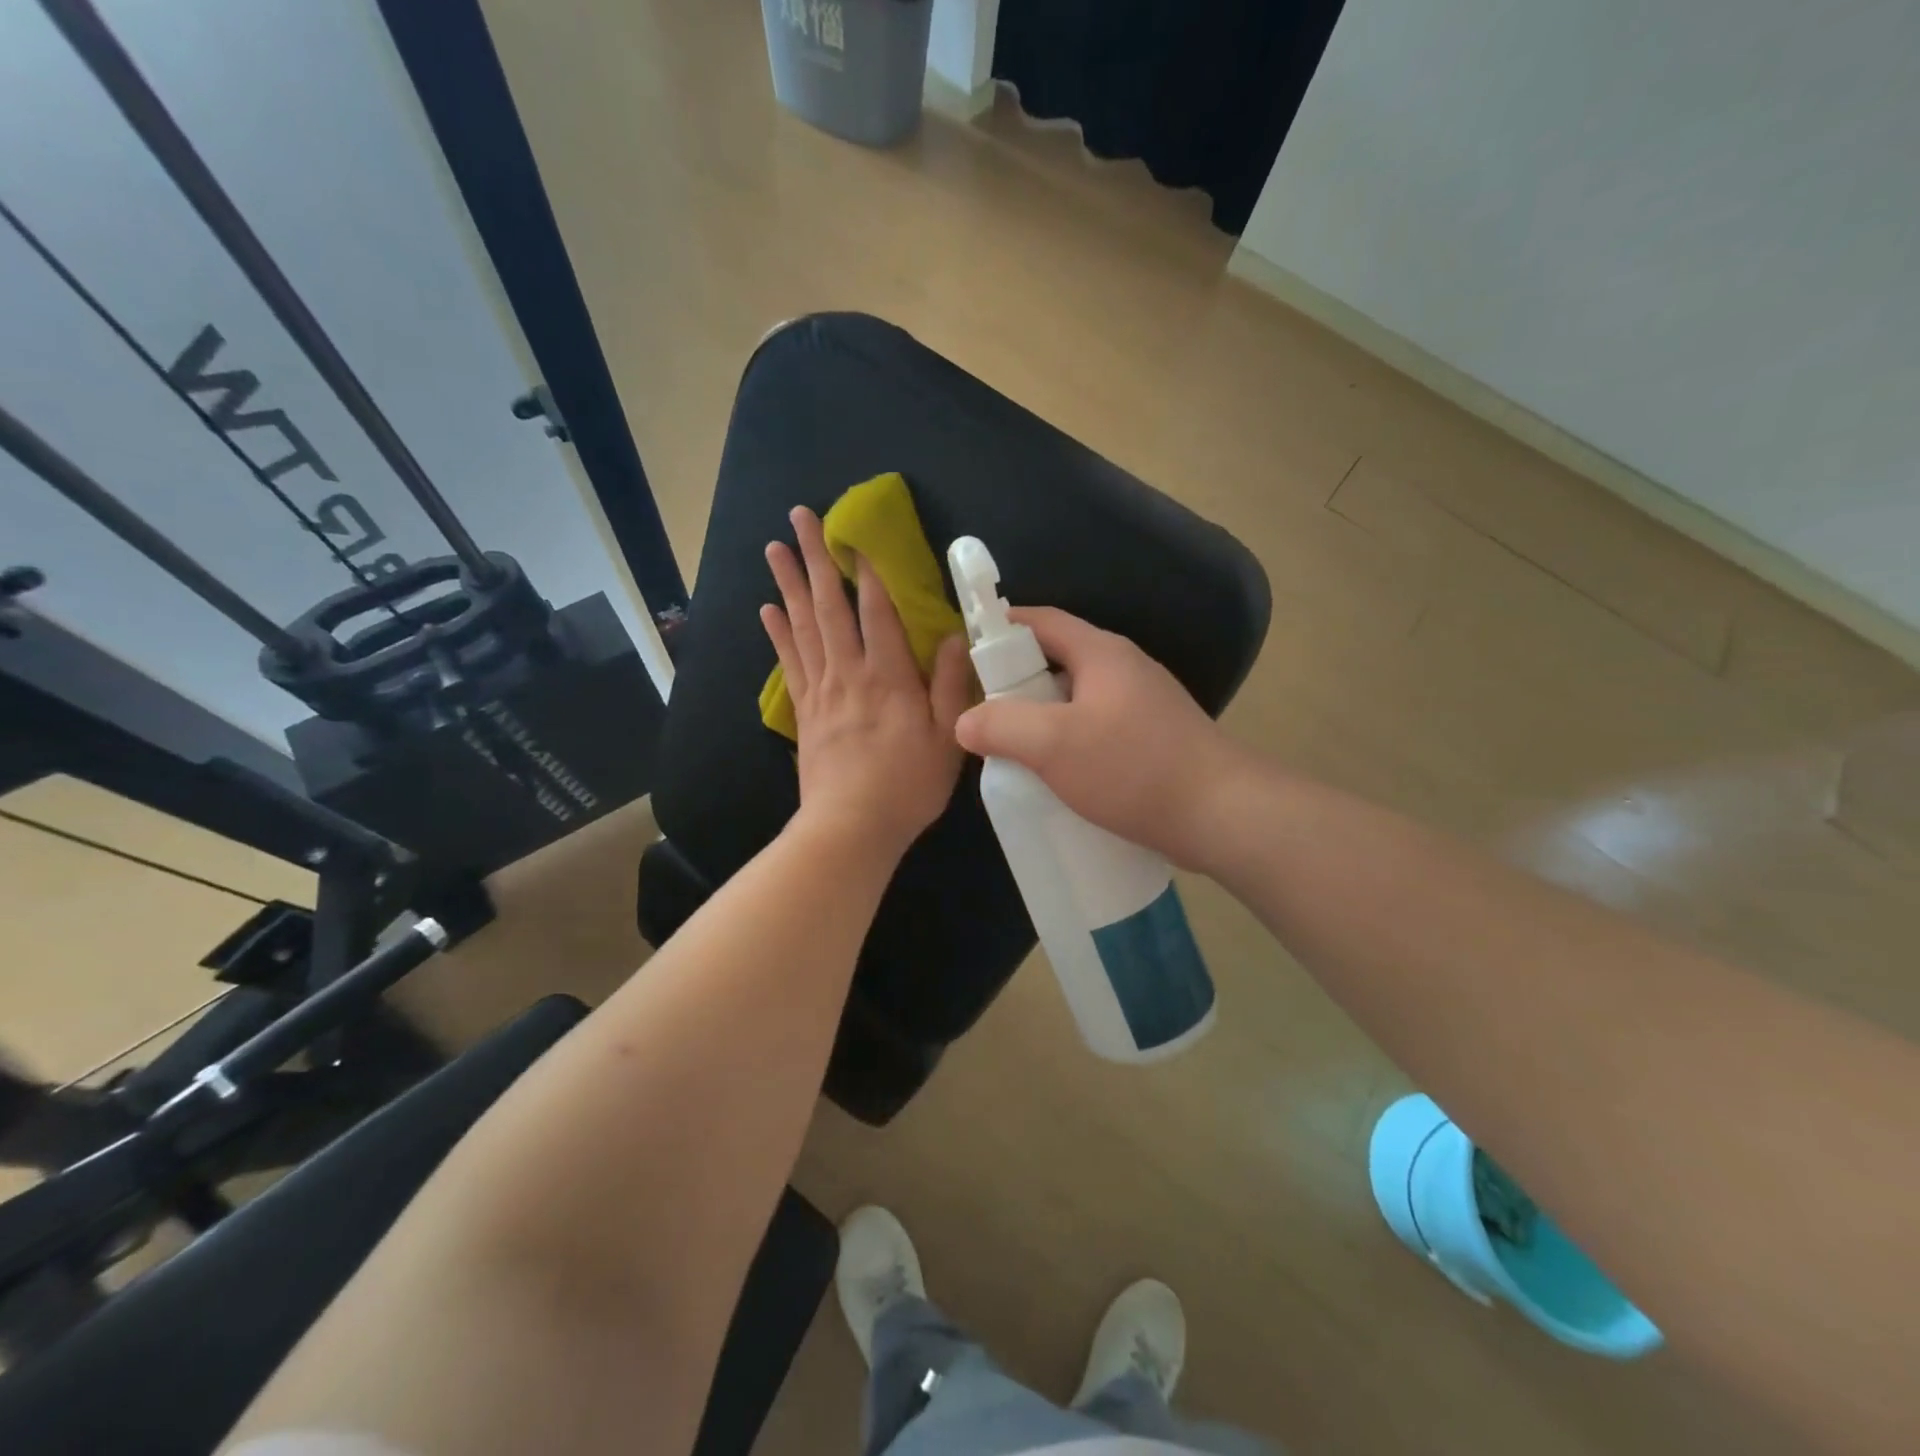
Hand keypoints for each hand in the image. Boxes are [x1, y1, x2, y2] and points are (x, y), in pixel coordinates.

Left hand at [762, 506, 971, 856]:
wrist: (851, 827)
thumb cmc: (907, 785)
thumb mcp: (946, 738)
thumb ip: (948, 685)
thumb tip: (950, 637)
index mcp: (888, 677)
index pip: (876, 611)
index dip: (868, 570)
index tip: (856, 533)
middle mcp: (848, 673)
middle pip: (828, 606)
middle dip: (815, 558)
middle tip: (798, 517)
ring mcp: (821, 691)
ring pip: (801, 626)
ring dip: (787, 584)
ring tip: (774, 548)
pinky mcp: (805, 711)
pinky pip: (789, 662)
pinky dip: (778, 633)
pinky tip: (768, 610)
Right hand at [953, 607, 1240, 868]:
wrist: (1221, 814)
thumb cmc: (1133, 768)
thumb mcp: (1054, 744)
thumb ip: (1001, 726)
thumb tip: (965, 721)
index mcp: (1102, 653)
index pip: (1042, 621)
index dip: (1002, 628)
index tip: (967, 650)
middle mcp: (1125, 669)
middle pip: (1058, 660)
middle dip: (1017, 681)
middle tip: (983, 710)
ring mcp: (1143, 704)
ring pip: (1077, 699)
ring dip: (1042, 716)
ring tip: (1011, 746)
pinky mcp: (1153, 739)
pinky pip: (1097, 728)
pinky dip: (1069, 740)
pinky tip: (1055, 772)